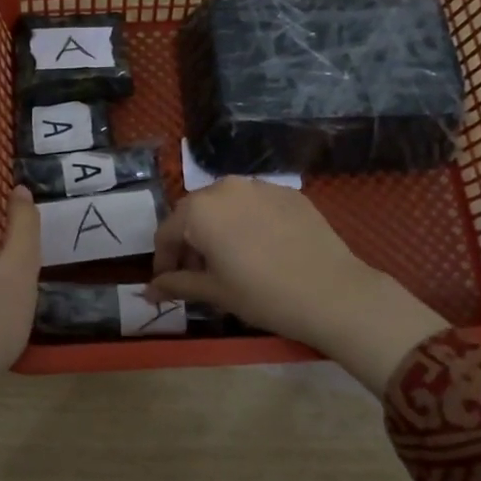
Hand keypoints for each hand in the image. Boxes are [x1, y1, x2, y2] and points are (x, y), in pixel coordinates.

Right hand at [147, 178, 447, 385]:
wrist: (332, 292)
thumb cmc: (262, 295)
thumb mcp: (214, 292)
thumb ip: (176, 284)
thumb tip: (148, 291)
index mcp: (199, 210)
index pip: (167, 233)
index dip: (163, 261)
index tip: (166, 284)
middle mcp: (225, 187)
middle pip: (194, 214)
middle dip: (189, 242)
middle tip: (196, 274)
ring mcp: (259, 186)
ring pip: (225, 205)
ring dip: (217, 229)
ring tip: (227, 260)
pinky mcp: (288, 192)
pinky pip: (255, 205)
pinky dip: (247, 223)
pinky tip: (259, 248)